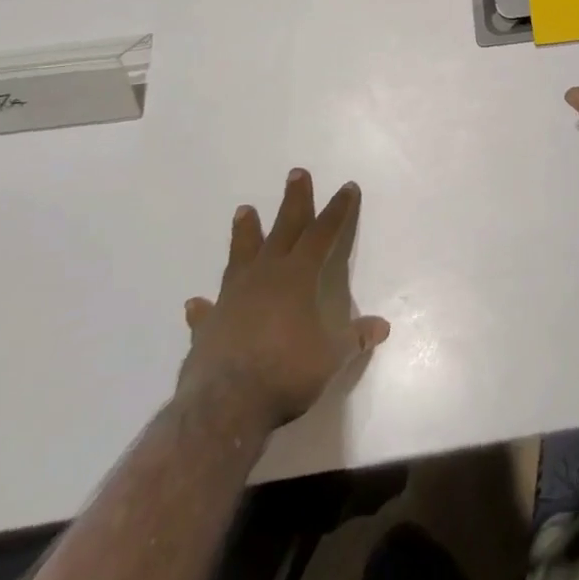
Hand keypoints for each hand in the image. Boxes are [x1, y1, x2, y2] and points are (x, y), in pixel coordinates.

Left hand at [178, 170, 390, 429]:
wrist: (224, 406)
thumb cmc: (286, 372)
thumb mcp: (330, 357)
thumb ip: (353, 339)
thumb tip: (382, 328)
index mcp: (298, 276)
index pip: (323, 233)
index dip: (338, 210)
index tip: (347, 188)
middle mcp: (265, 276)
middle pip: (283, 229)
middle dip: (294, 201)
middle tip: (296, 173)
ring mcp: (232, 298)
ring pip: (241, 255)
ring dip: (245, 233)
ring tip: (243, 210)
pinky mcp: (207, 327)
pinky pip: (207, 310)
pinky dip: (204, 306)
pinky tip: (196, 302)